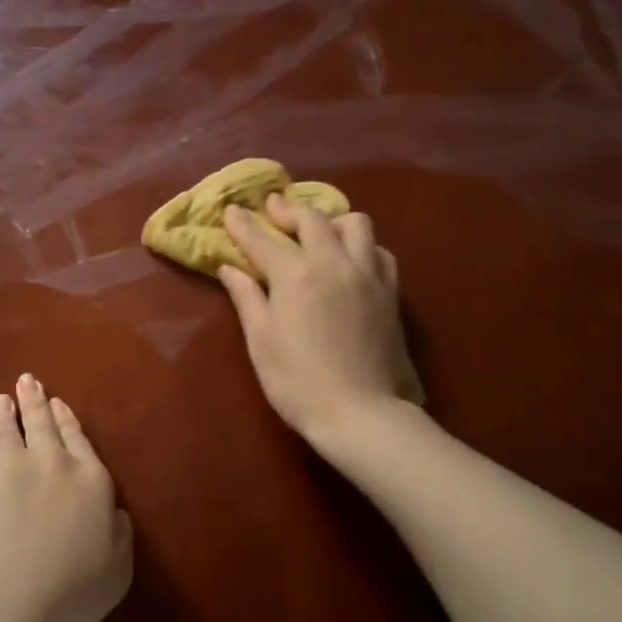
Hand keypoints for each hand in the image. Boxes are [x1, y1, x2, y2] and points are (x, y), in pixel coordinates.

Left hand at [0, 370, 131, 621]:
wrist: (6, 607)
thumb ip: (120, 533)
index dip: (71, 425)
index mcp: (92, 481)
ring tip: (4, 396)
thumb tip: (115, 511)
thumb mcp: (119, 571)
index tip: (63, 408)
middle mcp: (53, 461)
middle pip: (46, 425)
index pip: (81, 444)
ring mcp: (8, 461)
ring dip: (7, 407)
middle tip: (30, 384)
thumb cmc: (69, 598)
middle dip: (39, 404)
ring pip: (8, 424)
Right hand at [220, 195, 412, 445]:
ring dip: (332, 220)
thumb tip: (230, 268)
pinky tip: (350, 260)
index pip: (263, 239)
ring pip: (355, 223)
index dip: (244, 224)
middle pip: (312, 218)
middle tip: (273, 211)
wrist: (360, 412)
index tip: (231, 209)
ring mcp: (367, 274)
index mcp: (296, 275)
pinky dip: (361, 245)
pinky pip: (378, 250)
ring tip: (318, 232)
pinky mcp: (390, 291)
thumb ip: (247, 298)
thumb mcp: (261, 342)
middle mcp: (334, 262)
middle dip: (288, 210)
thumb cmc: (298, 382)